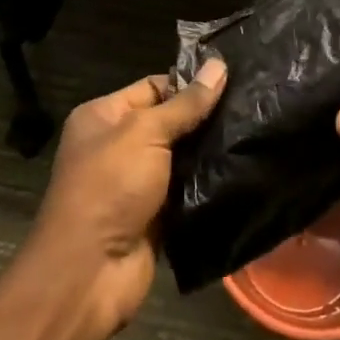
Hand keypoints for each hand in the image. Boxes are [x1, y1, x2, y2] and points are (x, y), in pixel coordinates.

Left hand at [30, 58, 226, 330]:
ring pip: (180, 158)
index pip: (153, 86)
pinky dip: (206, 186)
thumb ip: (185, 104)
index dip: (188, 84)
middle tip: (250, 108)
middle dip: (203, 119)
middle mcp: (116, 145)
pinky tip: (240, 171)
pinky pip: (185, 191)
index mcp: (103, 116)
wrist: (88, 274)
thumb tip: (218, 65)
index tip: (231, 81)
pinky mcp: (153, 216)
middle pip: (169, 122)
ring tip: (251, 136)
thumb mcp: (146, 133)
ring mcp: (135, 183)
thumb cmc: (109, 187)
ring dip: (208, 153)